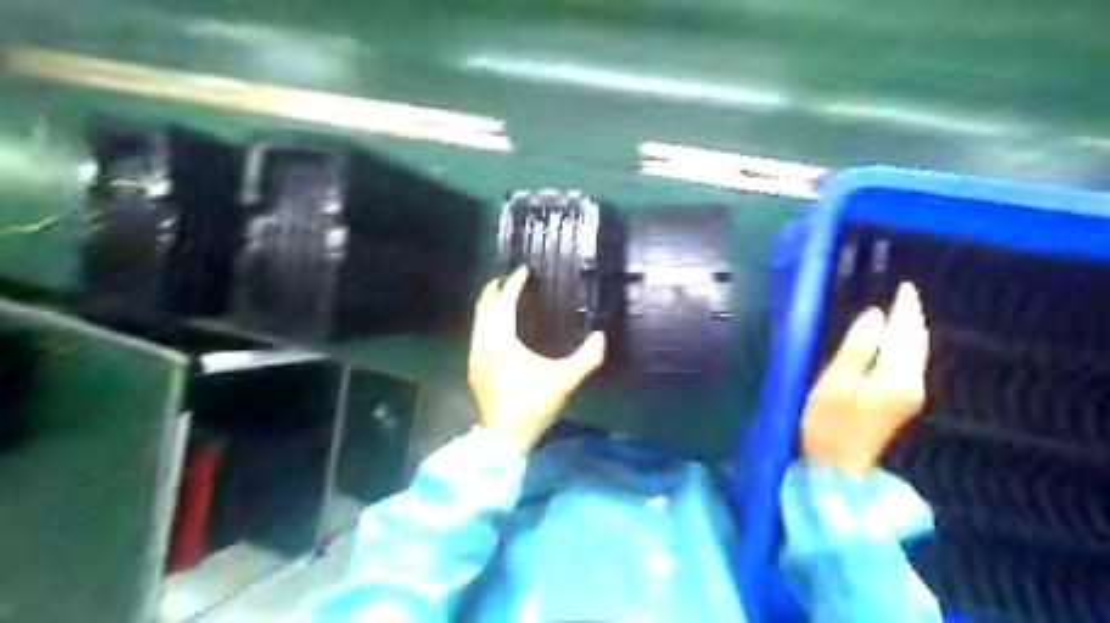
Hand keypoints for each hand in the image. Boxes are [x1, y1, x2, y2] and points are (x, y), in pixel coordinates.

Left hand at [469, 265, 605, 453]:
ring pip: (477, 322)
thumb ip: (586, 358)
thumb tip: (601, 337)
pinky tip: (495, 330)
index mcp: (501, 341)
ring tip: (500, 298)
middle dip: (494, 290)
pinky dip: (485, 323)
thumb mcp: (564, 380)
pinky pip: (477, 335)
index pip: (505, 303)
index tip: (523, 270)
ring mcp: (475, 357)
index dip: (514, 284)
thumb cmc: (532, 405)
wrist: (504, 437)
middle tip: (506, 278)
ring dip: (487, 306)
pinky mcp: (475, 370)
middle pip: (484, 308)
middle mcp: (483, 344)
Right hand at [802, 283, 930, 475]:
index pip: (905, 334)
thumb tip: (875, 316)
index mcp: (896, 378)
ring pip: (916, 354)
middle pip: (916, 343)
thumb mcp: (835, 383)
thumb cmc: (828, 424)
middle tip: (905, 293)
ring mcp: (908, 395)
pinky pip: (909, 363)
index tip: (905, 287)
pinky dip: (906, 345)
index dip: (905, 310)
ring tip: (904, 310)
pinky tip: (897, 340)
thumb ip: (856, 348)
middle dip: (912, 317)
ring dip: (911, 330)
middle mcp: (911, 384)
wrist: (837, 467)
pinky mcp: (900, 402)